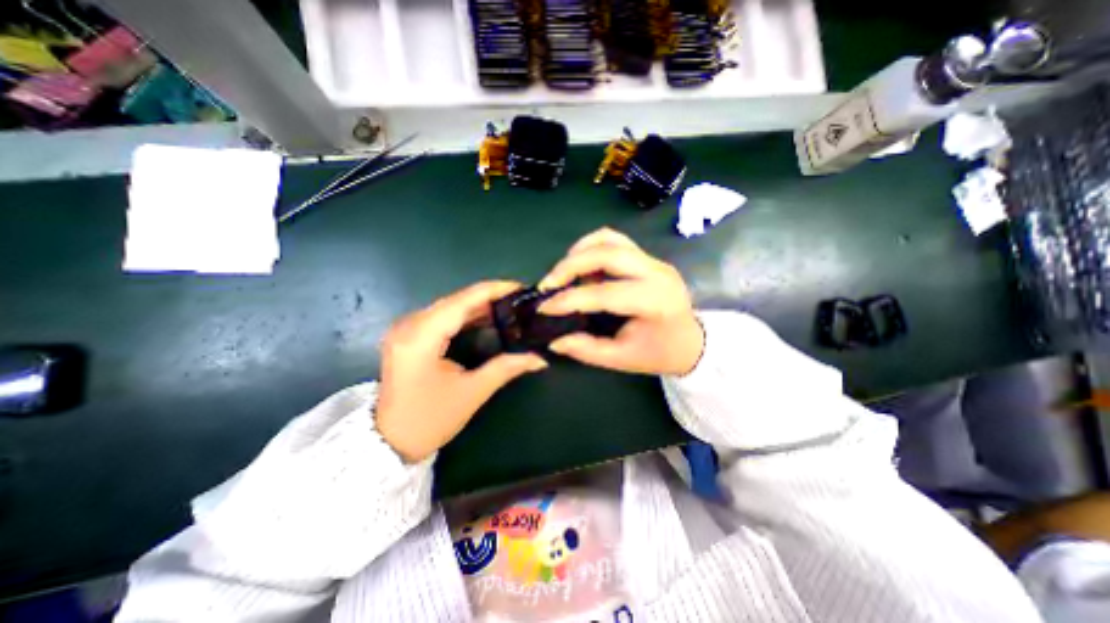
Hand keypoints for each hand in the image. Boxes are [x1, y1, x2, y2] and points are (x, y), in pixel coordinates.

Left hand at [372, 283, 545, 461]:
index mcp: (421, 336)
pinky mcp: (408, 335)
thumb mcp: (471, 393)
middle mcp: (409, 324)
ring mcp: (406, 328)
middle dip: (490, 297)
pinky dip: (466, 315)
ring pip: (450, 305)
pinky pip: (442, 316)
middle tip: (520, 301)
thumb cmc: (428, 420)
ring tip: (510, 308)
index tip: (521, 288)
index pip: (463, 300)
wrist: (388, 442)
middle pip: (456, 299)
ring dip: (480, 305)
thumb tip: (539, 359)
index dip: (494, 290)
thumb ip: (506, 368)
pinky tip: (487, 319)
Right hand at [539, 228, 701, 375]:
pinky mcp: (647, 258)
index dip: (570, 300)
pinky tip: (582, 268)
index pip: (604, 293)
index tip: (544, 308)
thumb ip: (586, 349)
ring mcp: (653, 261)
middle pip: (606, 253)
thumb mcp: (622, 359)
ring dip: (579, 252)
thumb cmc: (659, 353)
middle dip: (570, 265)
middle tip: (548, 284)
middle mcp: (656, 273)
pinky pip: (615, 241)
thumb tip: (554, 340)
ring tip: (562, 274)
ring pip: (609, 239)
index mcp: (655, 302)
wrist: (691, 341)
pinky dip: (591, 249)